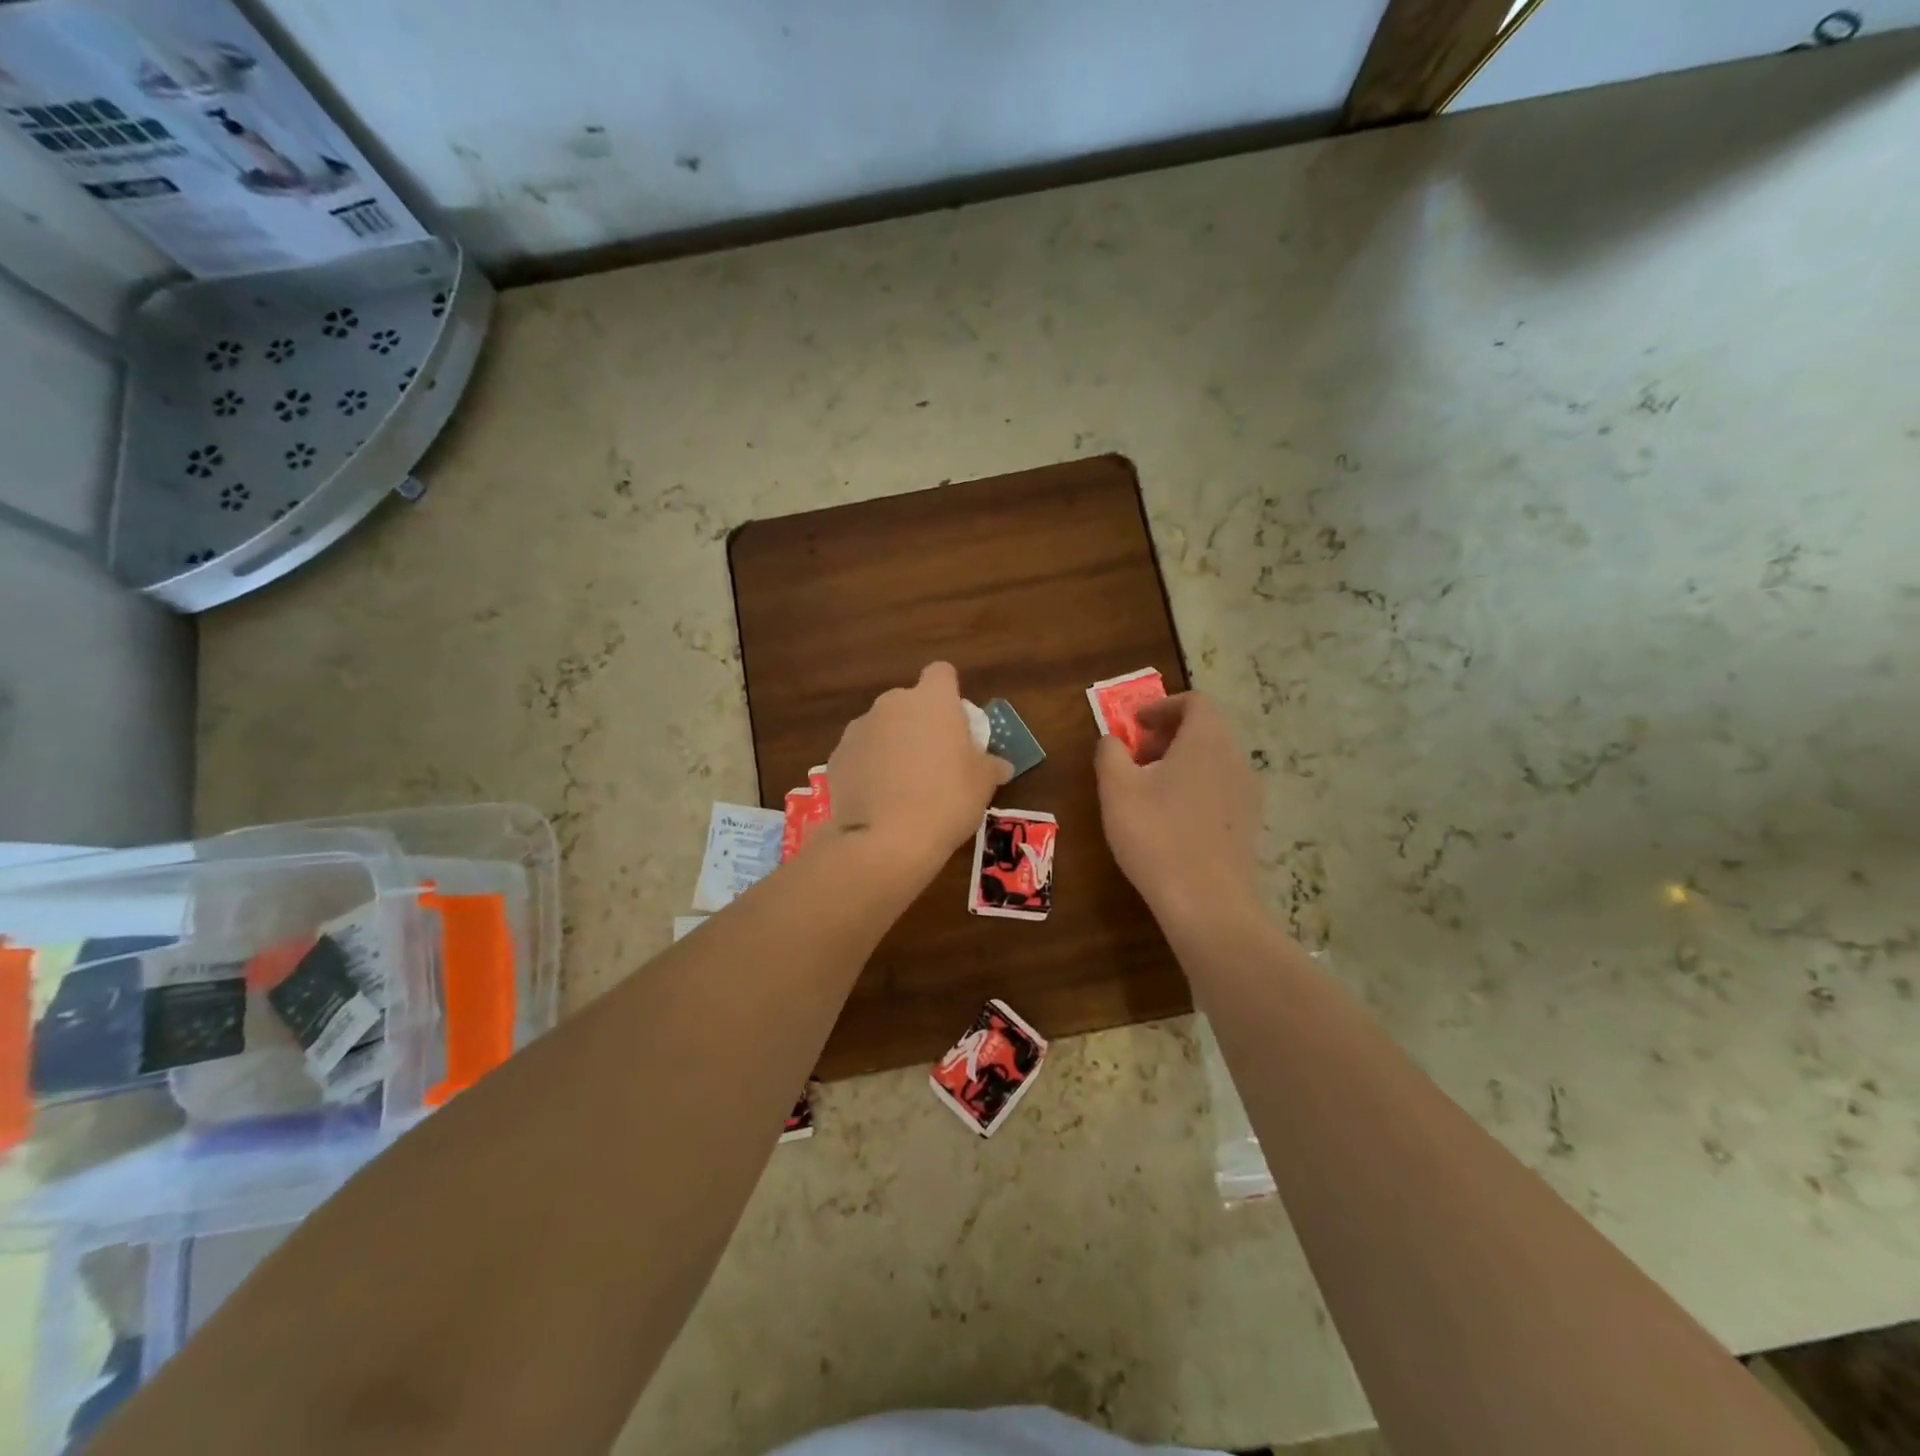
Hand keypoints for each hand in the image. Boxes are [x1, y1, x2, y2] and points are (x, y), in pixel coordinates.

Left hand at [826, 662, 1011, 876]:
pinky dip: (869, 768)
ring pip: (882, 728)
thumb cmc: (947, 800)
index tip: (956, 722)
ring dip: (893, 745)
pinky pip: (860, 754)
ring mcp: (859, 728)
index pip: (941, 673)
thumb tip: (1000, 765)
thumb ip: (991, 765)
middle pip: (909, 702)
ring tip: (903, 786)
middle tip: (935, 760)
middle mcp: (892, 704)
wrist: (887, 840)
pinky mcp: (837, 756)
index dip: (950, 692)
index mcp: (932, 700)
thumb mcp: (983, 784)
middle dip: (920, 723)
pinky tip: (879, 799)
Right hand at [1095, 692, 1261, 924]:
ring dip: (1181, 762)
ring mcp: (1248, 793)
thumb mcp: (1117, 788)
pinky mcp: (1249, 824)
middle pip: (1206, 729)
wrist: (1208, 903)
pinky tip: (1170, 819)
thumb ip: (1110, 753)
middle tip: (1135, 756)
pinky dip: (1195, 787)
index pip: (1195, 701)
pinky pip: (1221, 789)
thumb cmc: (1157, 835)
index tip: (1133, 726)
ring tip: (1148, 789)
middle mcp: (1236, 758)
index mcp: (1207, 740)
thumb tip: (1113, 741)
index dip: (1161, 706)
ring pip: (1214, 760)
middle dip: (1169, 734)